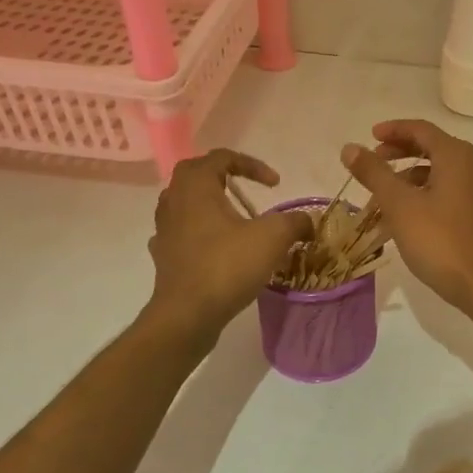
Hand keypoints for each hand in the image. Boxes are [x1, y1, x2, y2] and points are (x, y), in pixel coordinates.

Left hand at [144, 150, 310, 348]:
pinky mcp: (164, 256)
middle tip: (247, 188)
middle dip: (224, 176)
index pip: (221, 157)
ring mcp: (164, 229)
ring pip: (185, 203)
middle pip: (196, 174)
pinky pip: (182, 231)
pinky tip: (217, 246)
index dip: (252, 165)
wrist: (187, 314)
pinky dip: (200, 231)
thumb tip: (308, 222)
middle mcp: (174, 201)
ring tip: (235, 218)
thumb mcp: (273, 237)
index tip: (276, 185)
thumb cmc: (228, 265)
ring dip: (210, 203)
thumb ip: (295, 222)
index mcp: (196, 187)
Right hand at [342, 120, 472, 320]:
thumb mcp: (399, 205)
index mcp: (457, 156)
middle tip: (374, 164)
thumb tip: (350, 148)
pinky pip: (453, 195)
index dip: (393, 130)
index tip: (370, 137)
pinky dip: (429, 197)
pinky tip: (411, 220)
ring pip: (443, 175)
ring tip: (385, 200)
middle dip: (401, 154)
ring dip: (412, 180)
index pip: (422, 129)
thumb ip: (374, 173)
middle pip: (434, 149)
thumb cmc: (441, 241)